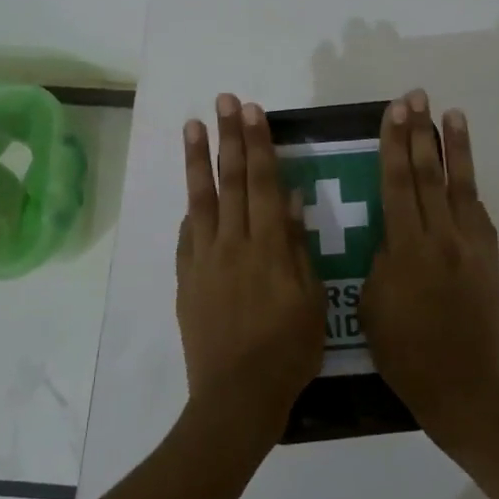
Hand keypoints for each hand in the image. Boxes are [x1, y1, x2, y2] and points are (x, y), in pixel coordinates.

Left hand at [176, 93, 324, 446]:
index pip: (261, 183)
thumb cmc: (288, 352)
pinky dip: (190, 211)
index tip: (251, 111)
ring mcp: (204, 261)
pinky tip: (190, 195)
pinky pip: (187, 237)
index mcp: (267, 247)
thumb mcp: (311, 301)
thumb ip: (297, 247)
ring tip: (192, 126)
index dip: (257, 144)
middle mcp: (232, 244)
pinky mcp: (187, 281)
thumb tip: (288, 200)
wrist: (236, 397)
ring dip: (197, 161)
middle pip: (230, 181)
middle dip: (228, 138)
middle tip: (223, 101)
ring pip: (201, 201)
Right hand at [363, 89, 498, 450]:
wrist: (462, 387)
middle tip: (417, 97)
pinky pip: (479, 215)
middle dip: (421, 132)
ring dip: (455, 148)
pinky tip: (465, 173)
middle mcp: (441, 237)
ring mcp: (471, 247)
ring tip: (452, 114)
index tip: (394, 111)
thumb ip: (383, 260)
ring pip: (460, 186)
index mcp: (406, 248)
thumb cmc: (404, 353)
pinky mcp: (489, 261)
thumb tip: (392, 235)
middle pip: (428, 174)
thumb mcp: (372, 305)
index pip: (397, 183)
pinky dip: (470, 189)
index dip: (394, 143)